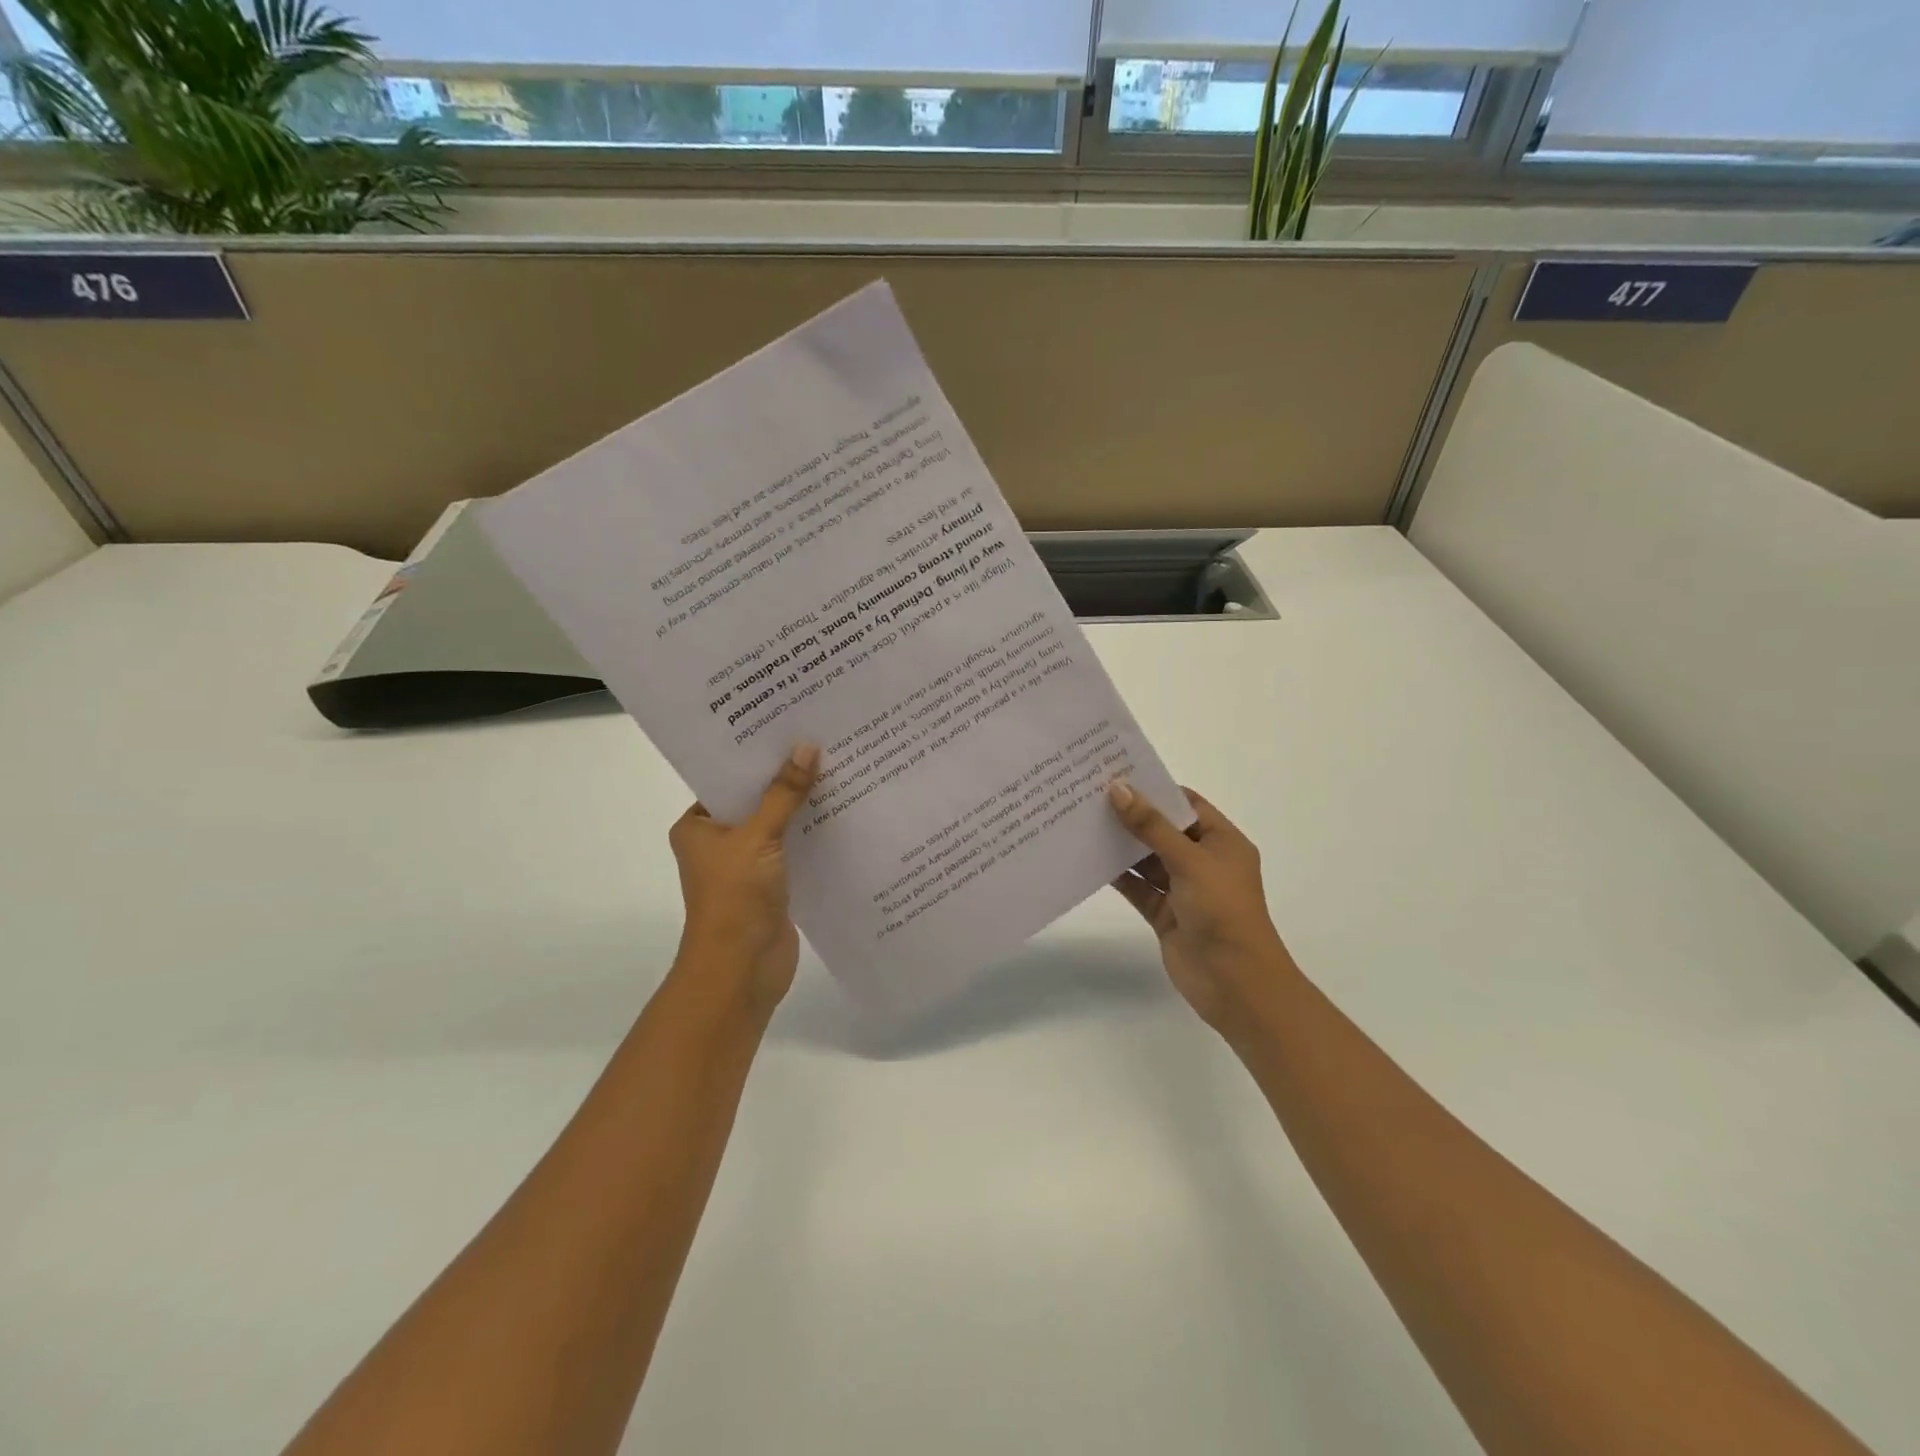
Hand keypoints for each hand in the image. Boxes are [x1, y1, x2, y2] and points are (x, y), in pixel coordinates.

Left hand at [668, 743, 819, 1015]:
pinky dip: (814, 834)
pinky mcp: (774, 884)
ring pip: (779, 825)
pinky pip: (795, 849)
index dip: (758, 756)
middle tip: (824, 741)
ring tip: (841, 768)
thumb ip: (784, 793)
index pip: (728, 779)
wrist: (741, 970)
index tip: (791, 728)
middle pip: (757, 800)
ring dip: (804, 807)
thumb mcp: (758, 837)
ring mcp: (748, 865)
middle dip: (787, 778)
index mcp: (698, 826)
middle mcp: (720, 842)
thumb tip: (806, 747)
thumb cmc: (735, 897)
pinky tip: (845, 812)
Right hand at [1106, 782, 1293, 1032]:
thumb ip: (1151, 826)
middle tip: (1091, 794)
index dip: (1156, 789)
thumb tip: (1118, 789)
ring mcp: (1183, 889)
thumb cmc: (1223, 910)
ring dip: (1121, 845)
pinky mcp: (1165, 913)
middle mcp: (1203, 862)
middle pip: (1163, 830)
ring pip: (1147, 859)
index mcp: (1222, 842)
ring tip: (1083, 821)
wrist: (1235, 982)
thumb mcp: (1189, 861)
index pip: (1186, 804)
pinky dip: (1118, 875)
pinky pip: (1138, 887)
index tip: (1118, 773)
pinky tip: (1089, 859)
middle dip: (1132, 815)